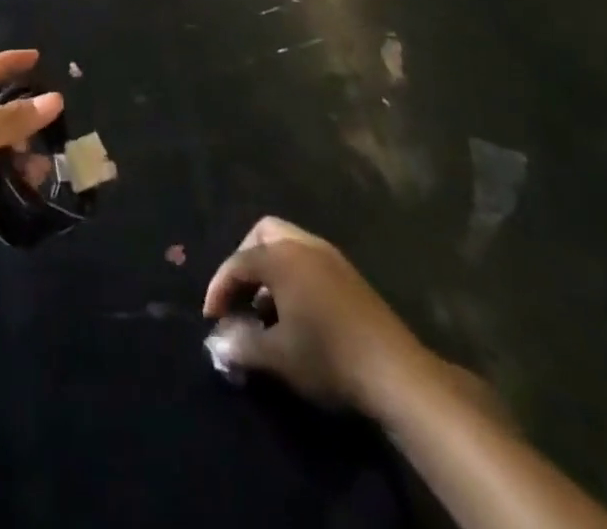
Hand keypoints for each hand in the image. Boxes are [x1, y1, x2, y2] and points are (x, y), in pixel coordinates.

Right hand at [203, 216, 430, 417]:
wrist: (396, 372)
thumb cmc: (328, 357)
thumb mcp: (277, 356)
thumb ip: (241, 345)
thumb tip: (218, 343)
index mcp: (281, 256)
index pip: (238, 262)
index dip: (219, 287)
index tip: (211, 317)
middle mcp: (303, 245)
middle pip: (263, 234)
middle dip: (245, 261)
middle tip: (239, 294)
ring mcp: (330, 257)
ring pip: (288, 245)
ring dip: (271, 269)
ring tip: (266, 309)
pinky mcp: (350, 276)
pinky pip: (309, 260)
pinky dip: (293, 276)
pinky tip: (296, 312)